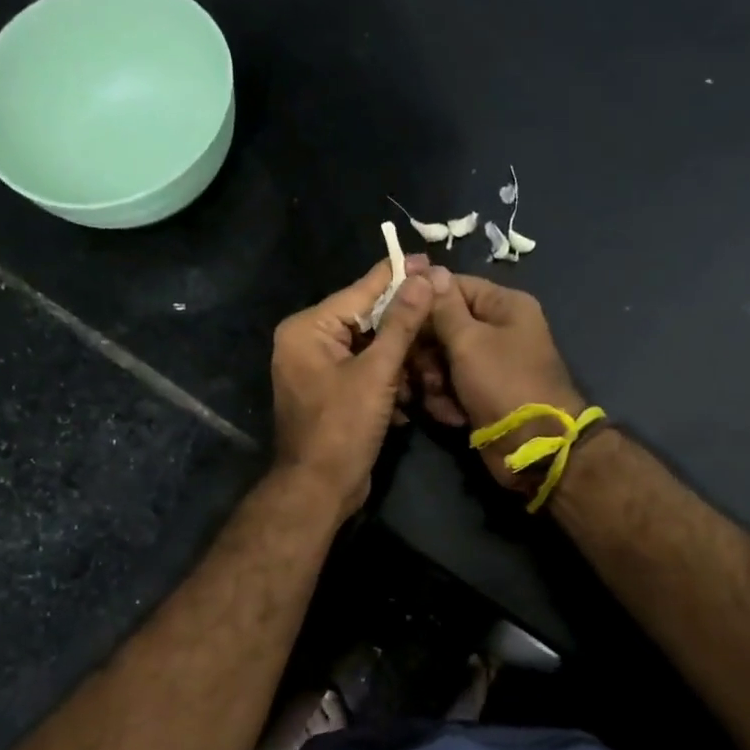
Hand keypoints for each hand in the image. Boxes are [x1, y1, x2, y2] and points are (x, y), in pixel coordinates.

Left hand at [270, 255, 441, 523]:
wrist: (318, 490)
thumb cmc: (342, 428)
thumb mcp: (377, 373)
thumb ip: (401, 324)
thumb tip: (425, 278)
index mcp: (308, 329)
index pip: (360, 292)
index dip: (397, 276)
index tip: (429, 258)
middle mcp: (307, 343)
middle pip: (366, 321)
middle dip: (405, 327)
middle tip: (442, 311)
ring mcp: (317, 370)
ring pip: (370, 350)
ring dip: (402, 360)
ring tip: (434, 362)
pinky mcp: (331, 394)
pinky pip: (365, 374)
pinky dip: (389, 382)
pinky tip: (414, 394)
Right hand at [427, 274, 590, 492]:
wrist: (532, 446)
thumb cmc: (502, 383)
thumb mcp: (469, 340)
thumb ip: (444, 307)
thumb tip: (430, 270)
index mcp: (504, 306)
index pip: (454, 286)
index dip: (424, 299)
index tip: (396, 314)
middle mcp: (498, 330)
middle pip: (443, 325)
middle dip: (427, 350)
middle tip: (422, 368)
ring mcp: (489, 364)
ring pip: (441, 359)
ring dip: (433, 380)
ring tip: (440, 396)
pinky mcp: (480, 393)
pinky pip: (450, 386)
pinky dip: (446, 400)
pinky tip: (451, 415)